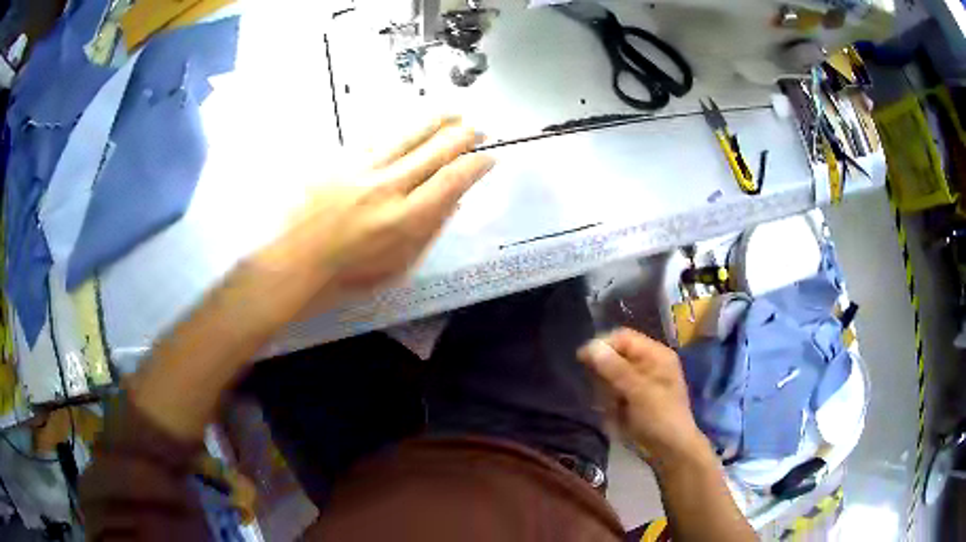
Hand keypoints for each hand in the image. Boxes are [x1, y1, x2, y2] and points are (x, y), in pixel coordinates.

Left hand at [261, 116, 494, 304]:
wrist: (296, 262)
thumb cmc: (349, 274)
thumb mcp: (399, 265)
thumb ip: (429, 230)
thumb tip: (452, 201)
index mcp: (405, 220)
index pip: (452, 180)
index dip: (476, 165)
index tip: (487, 158)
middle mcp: (387, 187)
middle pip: (434, 150)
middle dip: (463, 136)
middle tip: (476, 130)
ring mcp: (361, 170)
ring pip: (407, 135)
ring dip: (435, 122)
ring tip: (452, 113)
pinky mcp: (340, 161)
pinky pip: (376, 137)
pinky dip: (399, 129)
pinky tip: (408, 124)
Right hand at [578, 328, 708, 468]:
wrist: (670, 450)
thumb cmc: (660, 416)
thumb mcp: (638, 391)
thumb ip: (614, 368)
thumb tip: (590, 346)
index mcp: (656, 354)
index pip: (623, 338)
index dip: (603, 345)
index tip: (582, 359)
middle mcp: (648, 363)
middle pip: (615, 355)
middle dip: (603, 372)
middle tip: (601, 391)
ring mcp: (640, 382)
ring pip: (611, 375)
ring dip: (605, 389)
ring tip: (610, 406)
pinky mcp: (633, 398)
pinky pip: (613, 391)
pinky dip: (609, 400)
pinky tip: (613, 413)